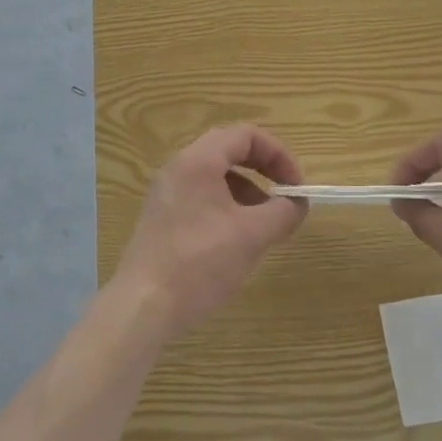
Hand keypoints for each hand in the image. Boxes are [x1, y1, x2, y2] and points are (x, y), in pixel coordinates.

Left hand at [113, 124, 307, 341]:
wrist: (143, 305)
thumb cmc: (200, 262)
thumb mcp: (252, 235)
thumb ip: (283, 213)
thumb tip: (297, 204)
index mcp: (198, 160)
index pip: (246, 135)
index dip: (278, 155)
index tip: (296, 187)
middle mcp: (178, 168)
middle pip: (229, 151)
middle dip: (264, 171)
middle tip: (284, 198)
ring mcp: (166, 193)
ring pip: (216, 177)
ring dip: (247, 192)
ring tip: (264, 227)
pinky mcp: (162, 218)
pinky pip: (201, 198)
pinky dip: (227, 208)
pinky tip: (237, 242)